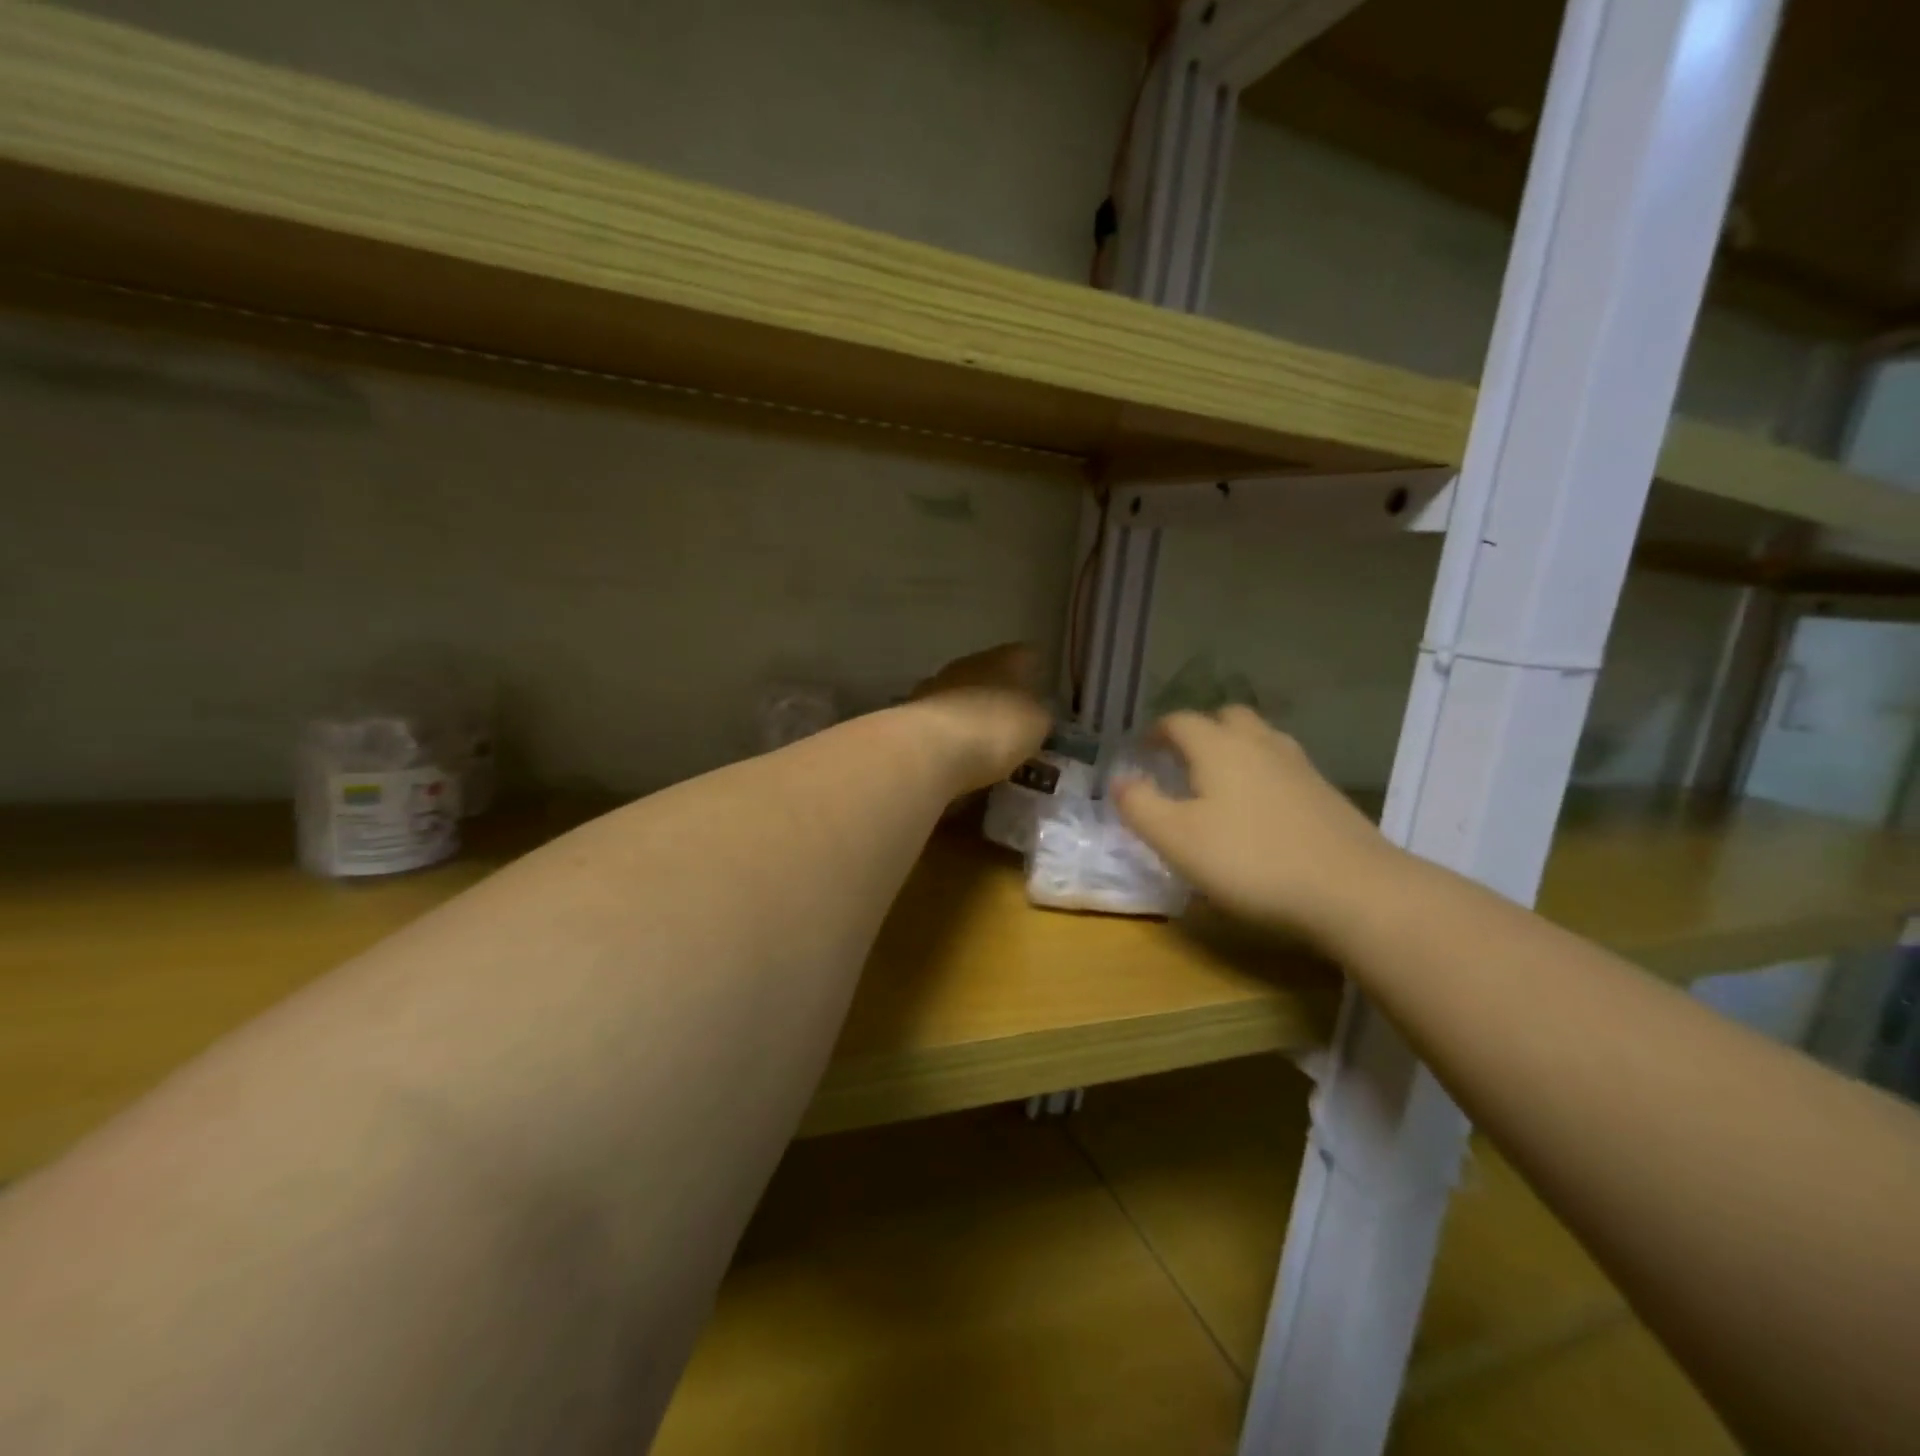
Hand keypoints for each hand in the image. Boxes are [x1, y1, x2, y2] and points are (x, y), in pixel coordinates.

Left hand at [908, 644, 1049, 794]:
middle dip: (1000, 695)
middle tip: (1014, 722)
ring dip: (972, 714)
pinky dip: (950, 736)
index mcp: (1004, 659)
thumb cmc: (995, 729)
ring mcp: (935, 687)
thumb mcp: (1037, 725)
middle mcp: (967, 664)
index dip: (1036, 671)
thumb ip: (1040, 714)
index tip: (1043, 691)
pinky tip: (958, 756)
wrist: (929, 750)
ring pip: (961, 696)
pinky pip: (940, 722)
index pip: (1027, 654)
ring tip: (985, 743)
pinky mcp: (911, 715)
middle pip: (990, 674)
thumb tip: (1037, 712)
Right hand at [1113, 707, 1403, 945]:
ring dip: (1234, 748)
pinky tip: (1259, 809)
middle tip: (1182, 759)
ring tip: (1218, 781)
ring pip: (1260, 739)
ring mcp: (1299, 766)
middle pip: (1226, 718)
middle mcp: (1259, 744)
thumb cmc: (1250, 860)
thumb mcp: (1176, 839)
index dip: (1157, 731)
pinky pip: (1283, 766)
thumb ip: (1140, 806)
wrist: (1352, 890)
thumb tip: (1119, 780)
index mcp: (1218, 747)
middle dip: (1200, 731)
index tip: (1143, 749)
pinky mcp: (1325, 794)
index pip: (1180, 721)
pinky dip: (1262, 773)